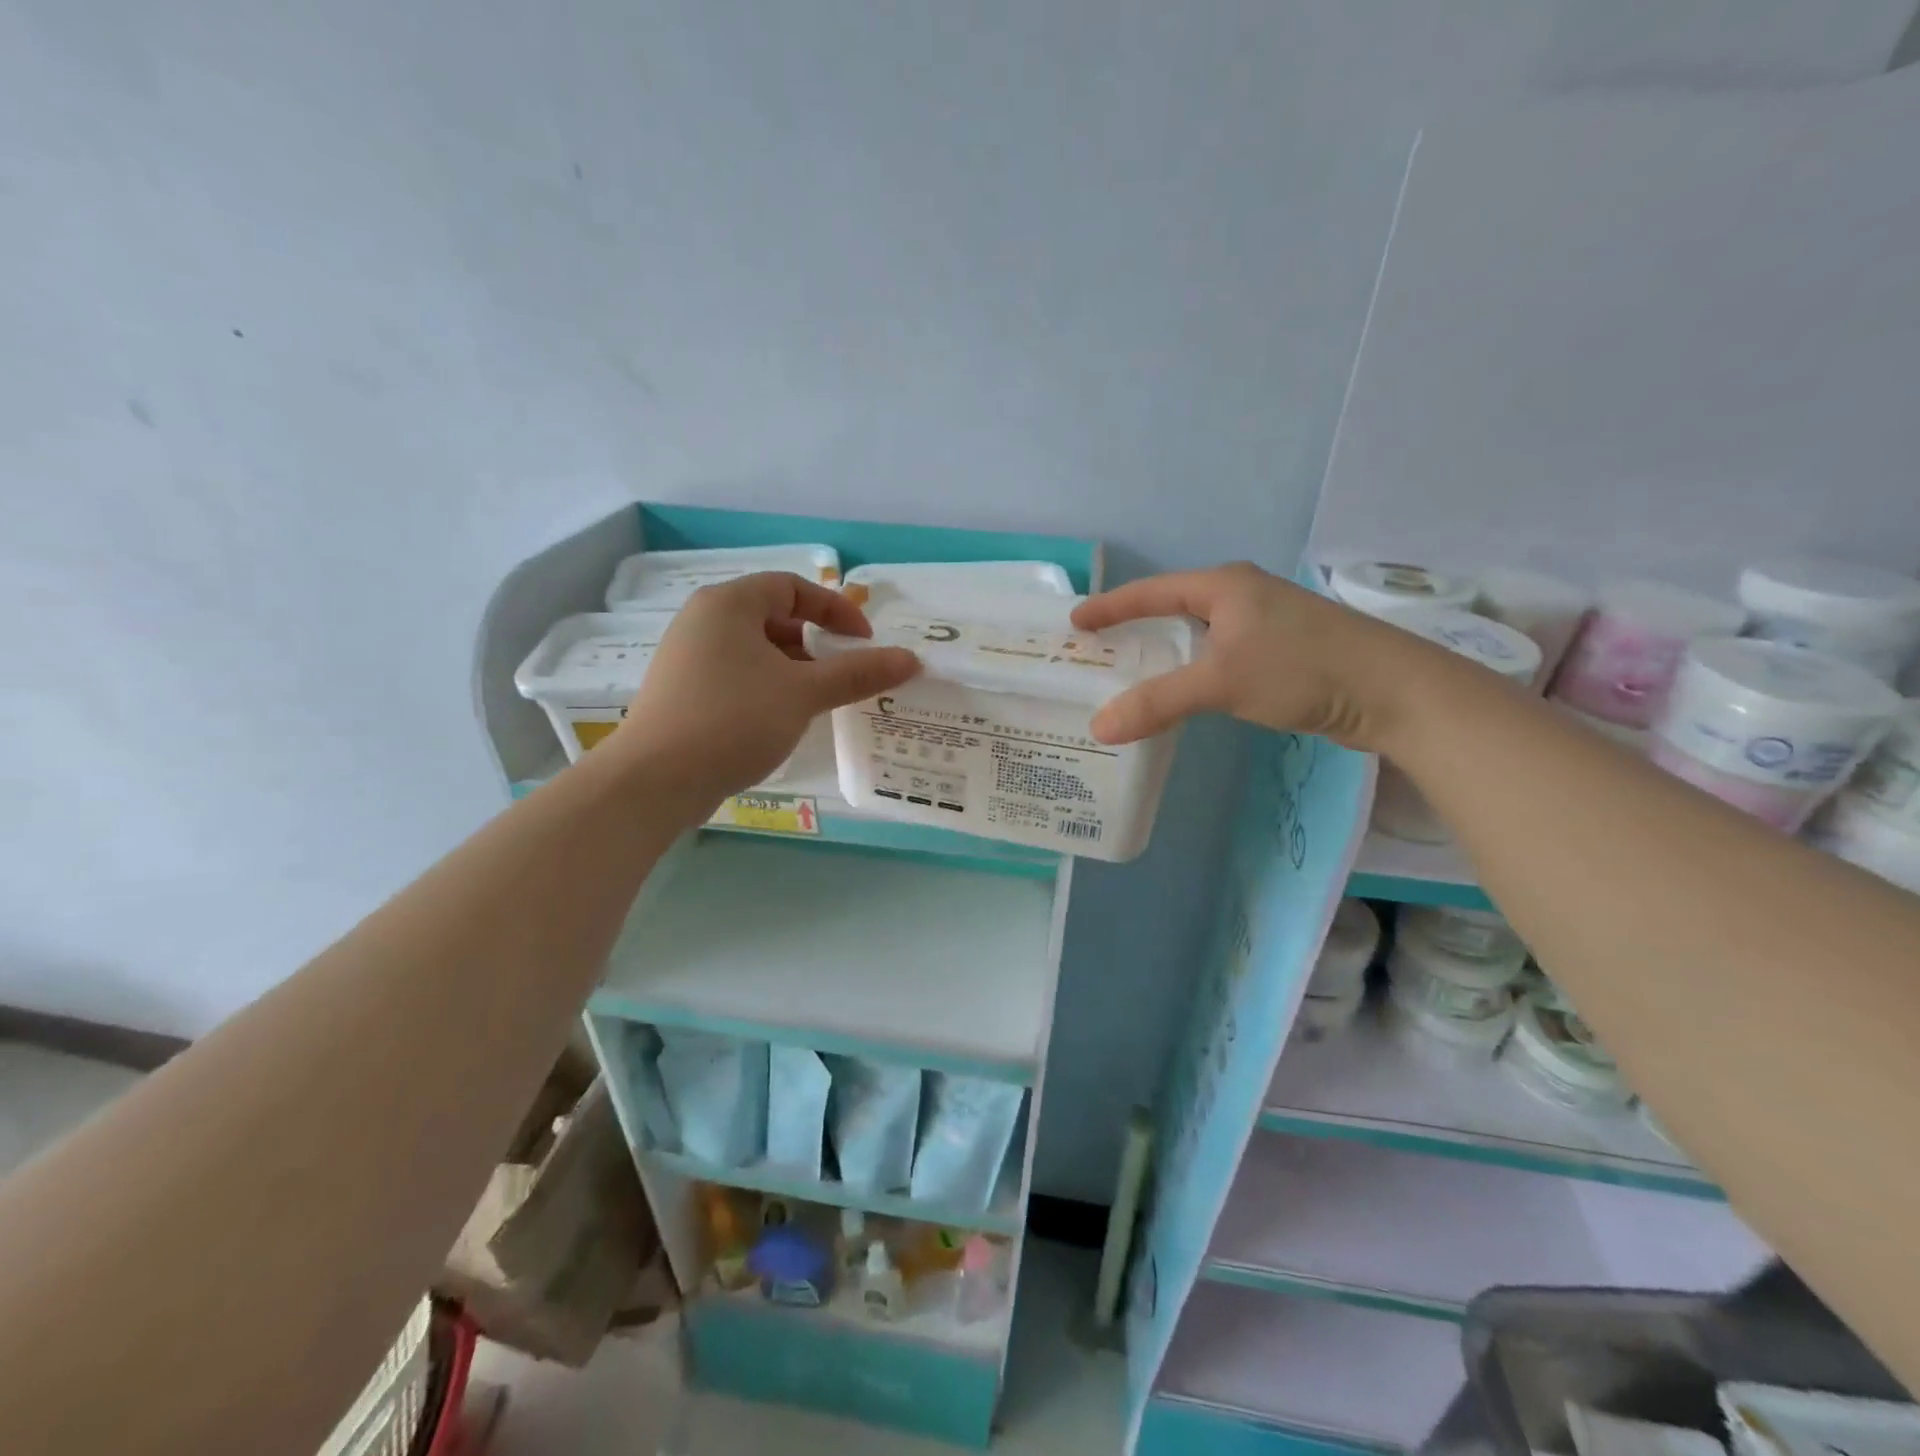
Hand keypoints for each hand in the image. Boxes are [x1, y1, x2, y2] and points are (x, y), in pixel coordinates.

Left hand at [611, 572, 919, 812]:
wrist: (655, 781)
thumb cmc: (733, 719)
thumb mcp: (804, 693)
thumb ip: (858, 673)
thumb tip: (911, 659)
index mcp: (729, 604)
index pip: (792, 587)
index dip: (835, 610)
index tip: (865, 642)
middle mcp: (704, 620)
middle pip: (773, 617)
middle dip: (816, 643)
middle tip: (844, 673)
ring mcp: (688, 656)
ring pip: (756, 650)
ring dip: (794, 668)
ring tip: (819, 700)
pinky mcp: (683, 691)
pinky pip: (737, 674)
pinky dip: (768, 686)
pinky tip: (783, 718)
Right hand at [1070, 562, 1429, 750]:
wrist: (1393, 691)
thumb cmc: (1301, 669)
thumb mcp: (1221, 682)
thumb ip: (1158, 702)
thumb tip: (1098, 728)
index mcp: (1224, 586)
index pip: (1152, 591)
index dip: (1111, 606)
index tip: (1075, 623)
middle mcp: (1242, 595)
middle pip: (1173, 608)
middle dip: (1134, 628)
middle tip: (1098, 650)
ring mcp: (1265, 622)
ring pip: (1198, 633)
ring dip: (1165, 651)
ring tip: (1130, 672)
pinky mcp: (1282, 651)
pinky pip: (1219, 653)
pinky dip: (1192, 669)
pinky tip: (1183, 690)